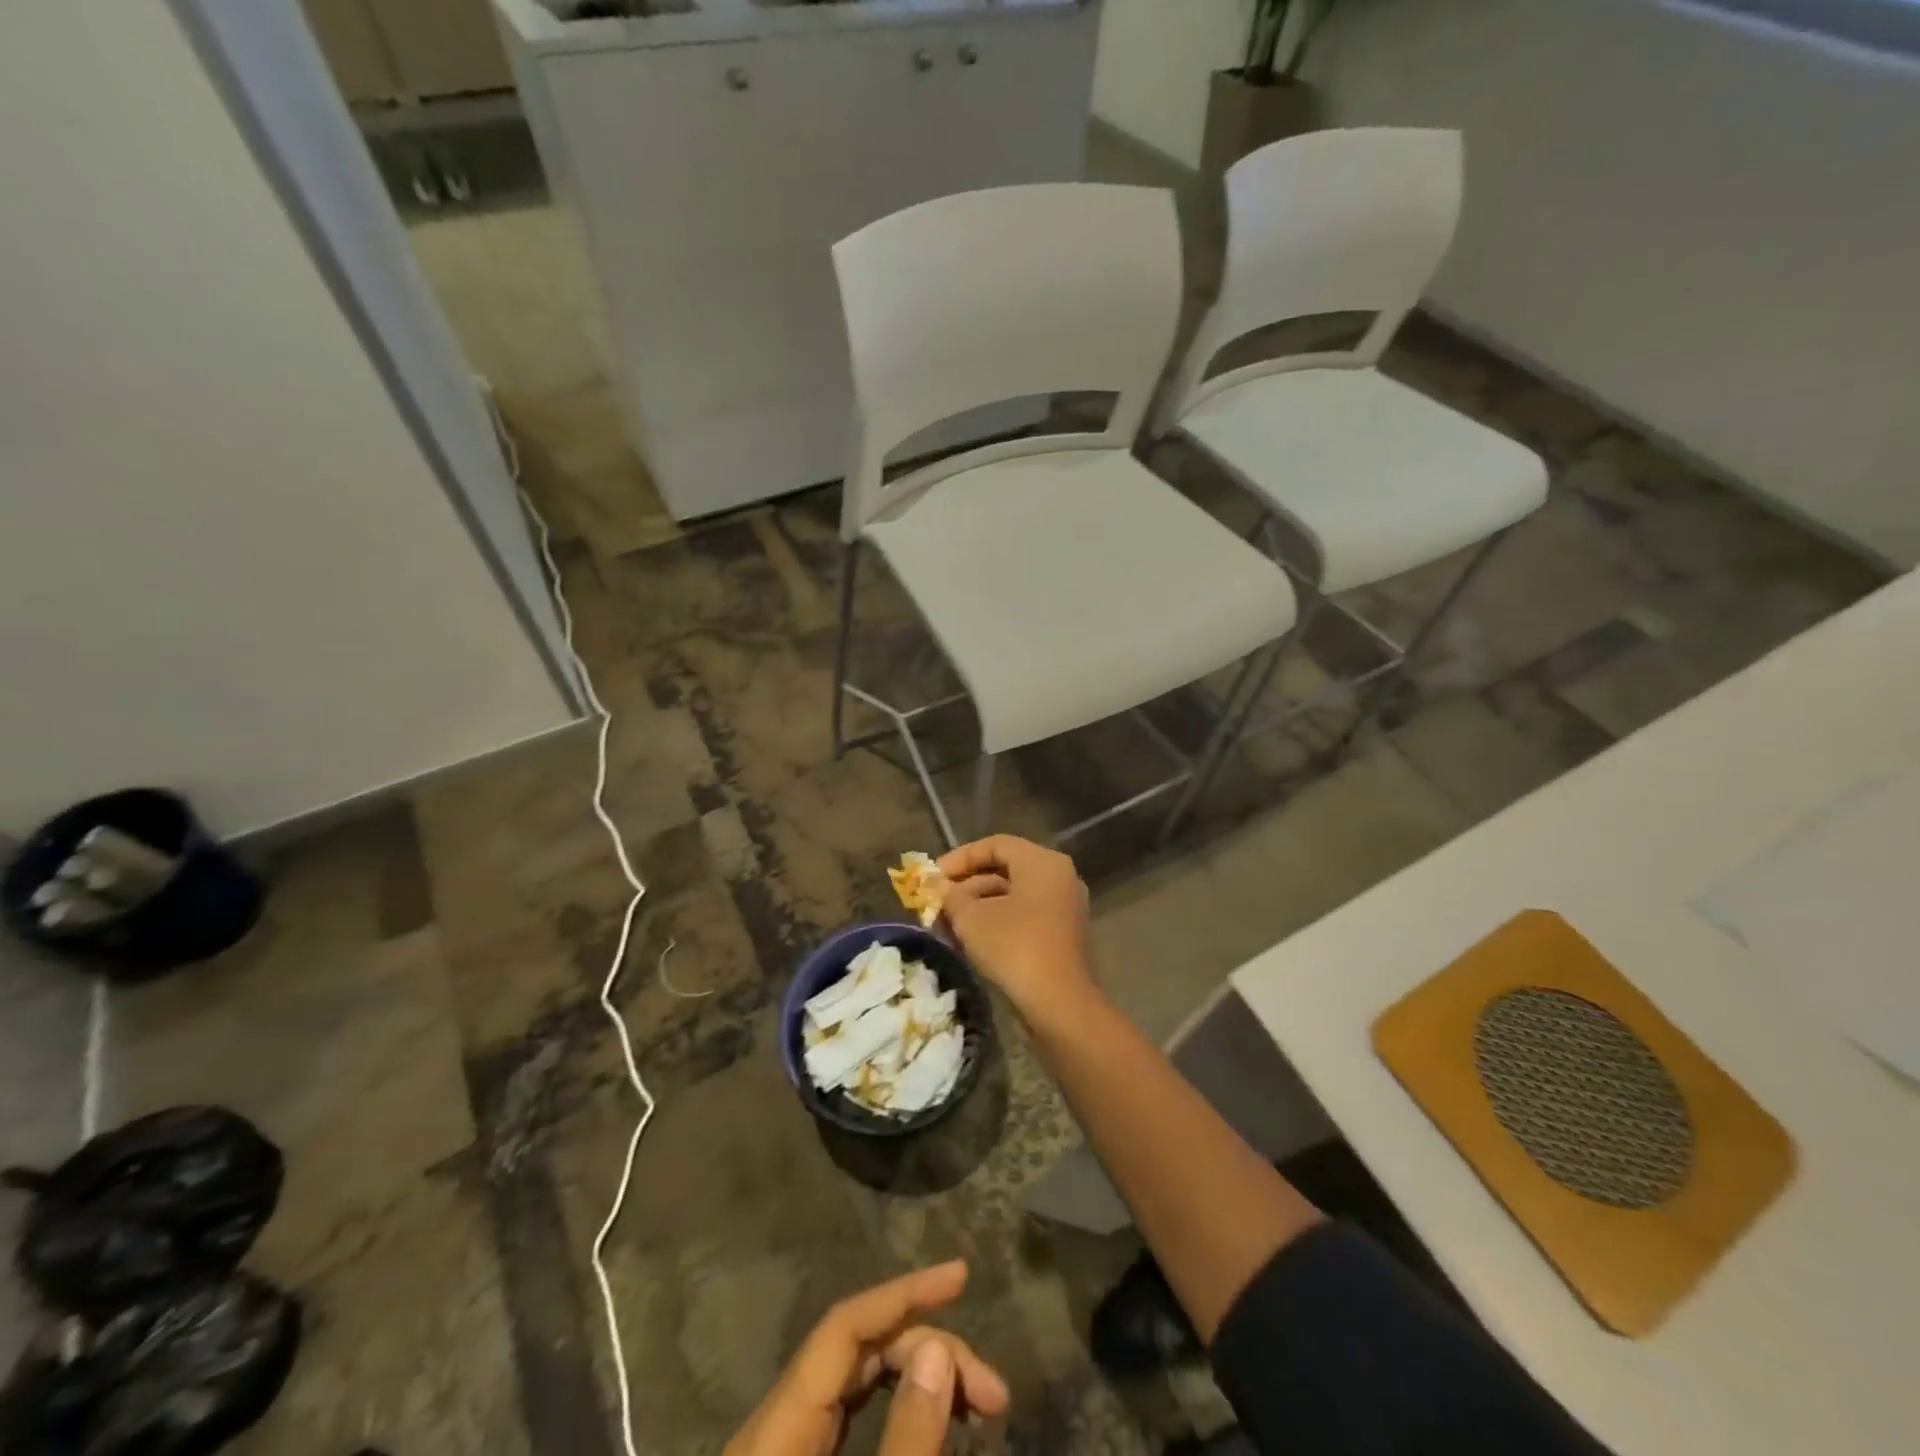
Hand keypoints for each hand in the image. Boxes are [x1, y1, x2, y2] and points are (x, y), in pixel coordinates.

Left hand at [725, 1262, 1008, 1455]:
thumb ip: (907, 1444)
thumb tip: (939, 1350)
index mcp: (775, 1433)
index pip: (843, 1329)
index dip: (902, 1293)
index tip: (962, 1276)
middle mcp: (774, 1428)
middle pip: (857, 1355)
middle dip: (928, 1352)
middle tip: (993, 1396)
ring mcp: (783, 1449)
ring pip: (857, 1384)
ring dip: (919, 1379)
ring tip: (978, 1406)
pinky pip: (850, 1416)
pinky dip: (897, 1409)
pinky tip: (935, 1421)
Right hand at [937, 836, 1096, 1024]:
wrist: (1059, 1003)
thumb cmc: (1014, 947)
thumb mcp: (971, 918)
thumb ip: (951, 896)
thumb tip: (941, 888)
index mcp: (1042, 862)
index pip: (995, 845)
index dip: (960, 858)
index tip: (934, 876)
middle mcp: (1058, 876)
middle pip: (1004, 869)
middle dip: (966, 885)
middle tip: (936, 901)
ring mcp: (1063, 906)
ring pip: (1012, 895)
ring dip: (977, 906)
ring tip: (945, 924)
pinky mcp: (1061, 934)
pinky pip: (1023, 915)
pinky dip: (996, 921)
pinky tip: (968, 939)